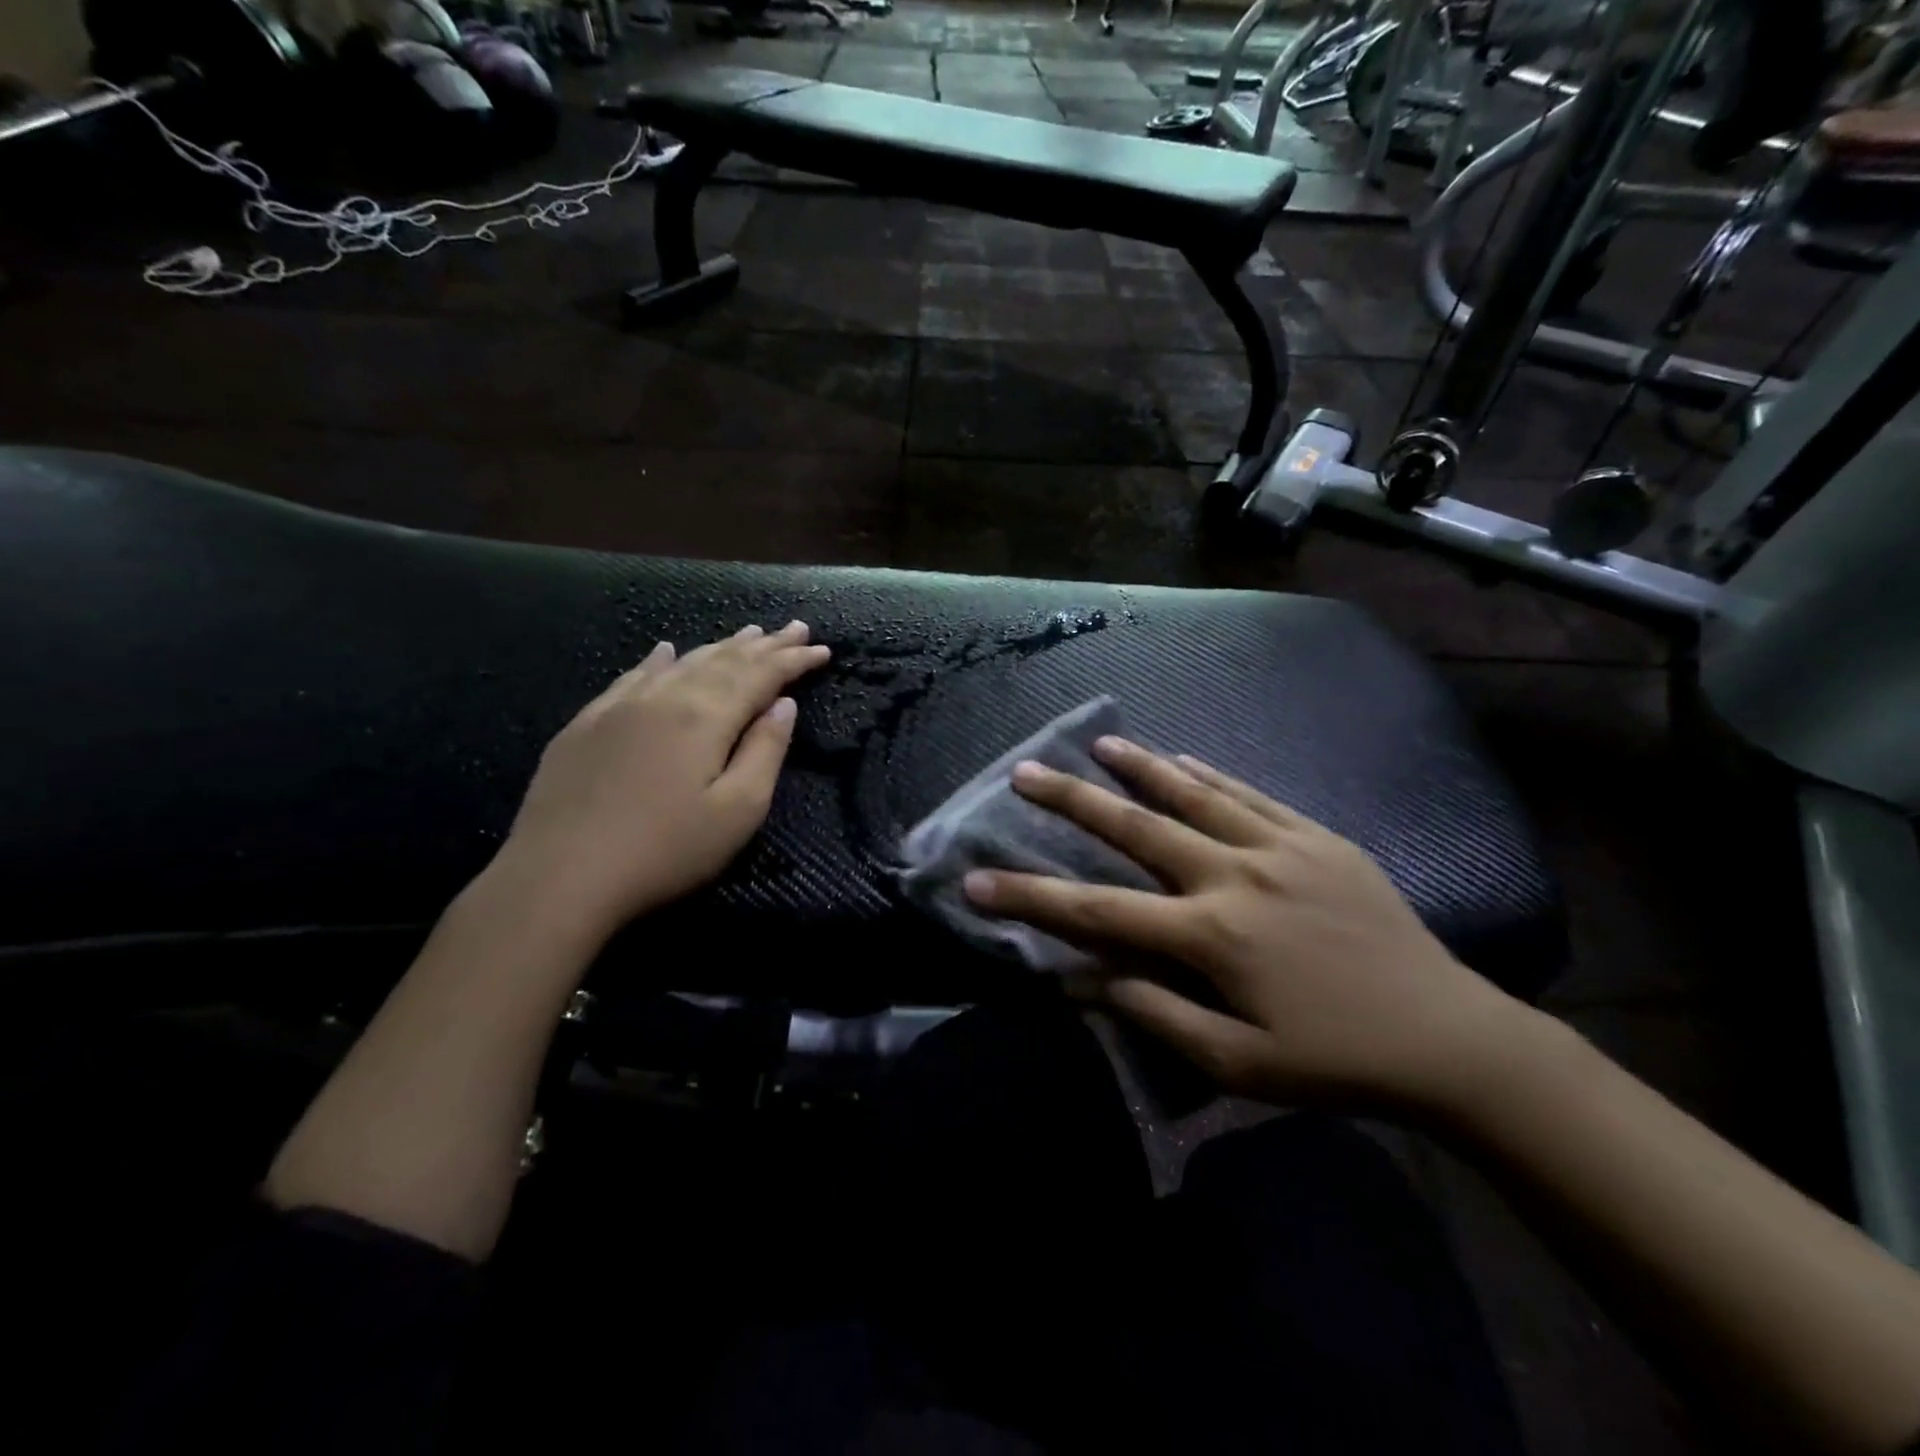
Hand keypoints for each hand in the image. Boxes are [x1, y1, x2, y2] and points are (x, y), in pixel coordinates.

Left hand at [490, 622, 830, 940]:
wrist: (559, 876)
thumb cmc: (665, 851)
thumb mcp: (738, 811)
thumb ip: (765, 751)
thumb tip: (784, 705)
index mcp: (706, 717)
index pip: (761, 675)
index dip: (794, 661)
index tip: (823, 649)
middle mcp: (666, 697)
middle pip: (725, 661)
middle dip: (765, 645)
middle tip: (795, 628)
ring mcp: (620, 706)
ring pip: (682, 663)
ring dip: (720, 646)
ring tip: (749, 633)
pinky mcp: (587, 724)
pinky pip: (632, 676)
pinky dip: (658, 660)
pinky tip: (664, 650)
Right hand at [962, 738, 1534, 1111]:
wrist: (1450, 1037)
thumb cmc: (1335, 1061)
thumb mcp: (1236, 1062)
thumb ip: (1152, 1011)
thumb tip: (1078, 979)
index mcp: (1211, 935)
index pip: (1097, 912)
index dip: (1030, 897)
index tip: (976, 880)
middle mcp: (1235, 875)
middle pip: (1136, 829)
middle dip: (1072, 801)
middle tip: (1025, 772)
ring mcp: (1281, 847)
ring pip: (1193, 794)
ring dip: (1139, 768)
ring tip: (1097, 743)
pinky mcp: (1318, 838)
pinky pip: (1251, 794)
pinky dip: (1209, 774)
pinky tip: (1180, 756)